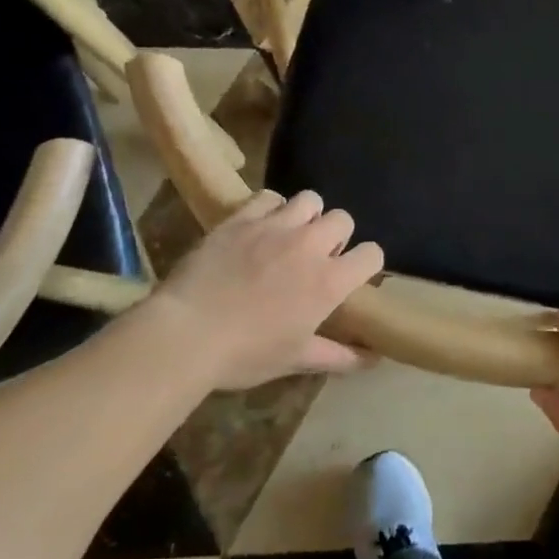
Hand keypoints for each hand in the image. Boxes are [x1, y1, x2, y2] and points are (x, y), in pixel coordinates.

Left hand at [132, 189, 383, 389]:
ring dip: (308, 216)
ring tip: (291, 235)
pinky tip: (260, 227)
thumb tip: (373, 360)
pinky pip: (269, 197)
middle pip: (343, 219)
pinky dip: (271, 208)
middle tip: (317, 257)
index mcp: (329, 282)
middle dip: (337, 236)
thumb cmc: (244, 354)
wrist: (185, 334)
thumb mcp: (295, 359)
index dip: (366, 263)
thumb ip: (338, 355)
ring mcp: (275, 226)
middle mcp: (310, 245)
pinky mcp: (242, 218)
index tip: (351, 275)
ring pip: (310, 200)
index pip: (372, 254)